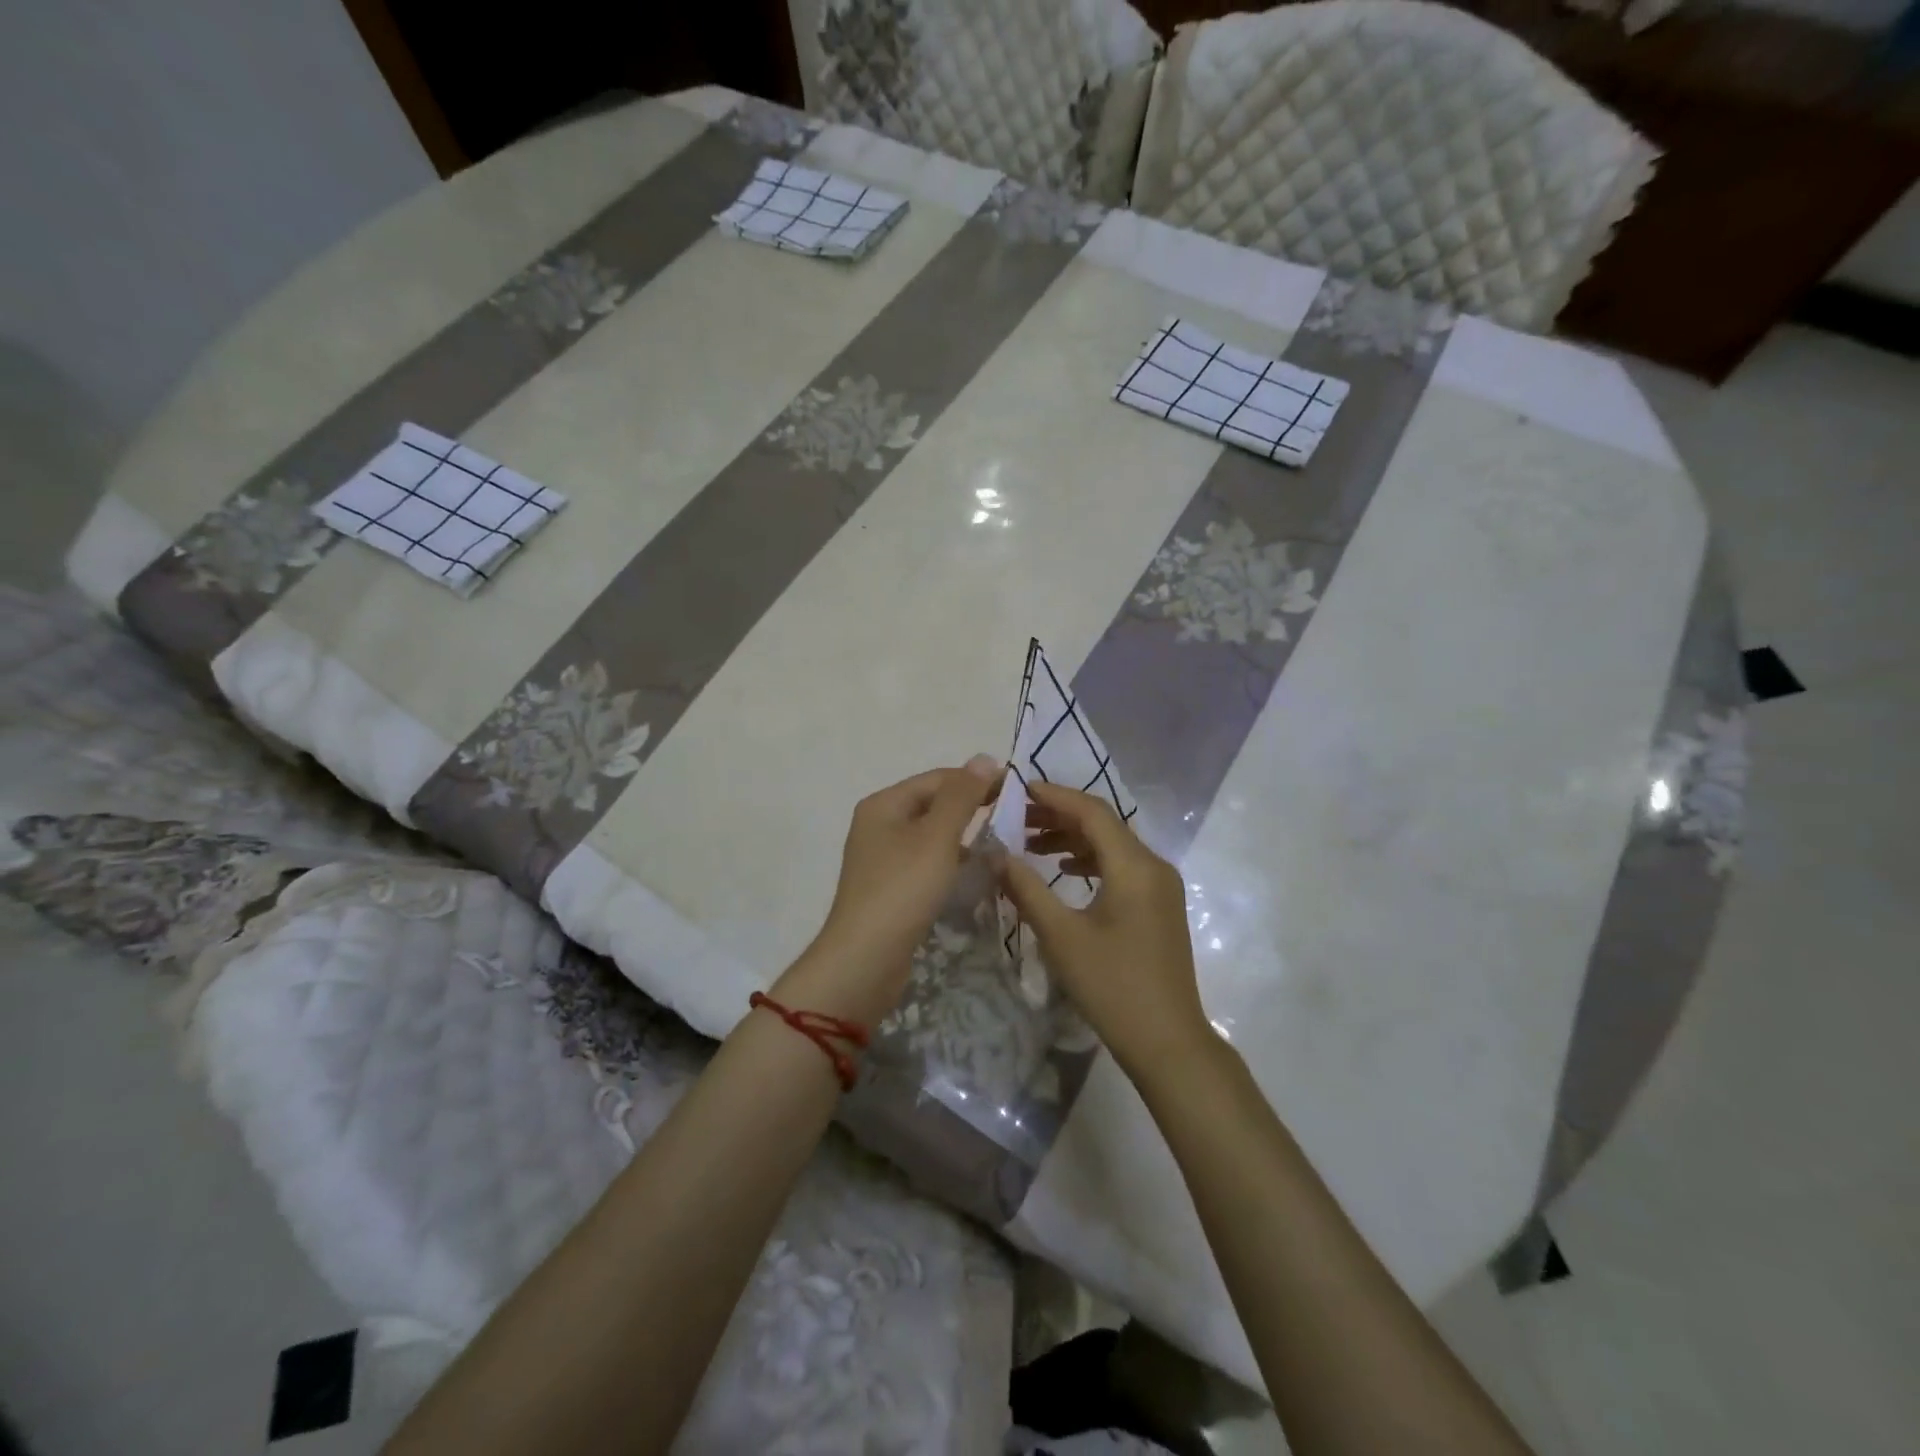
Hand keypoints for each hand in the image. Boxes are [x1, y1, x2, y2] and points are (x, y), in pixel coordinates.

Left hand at [782, 755, 1000, 1021]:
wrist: (866, 958)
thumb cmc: (902, 889)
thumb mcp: (937, 837)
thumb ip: (962, 796)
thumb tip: (984, 757)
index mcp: (884, 804)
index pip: (937, 778)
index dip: (975, 780)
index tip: (1015, 790)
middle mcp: (879, 824)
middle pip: (932, 804)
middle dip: (971, 808)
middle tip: (1013, 816)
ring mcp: (882, 858)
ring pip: (931, 835)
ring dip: (963, 836)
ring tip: (1000, 842)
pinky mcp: (890, 887)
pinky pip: (926, 862)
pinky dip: (950, 861)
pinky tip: (974, 871)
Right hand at [1000, 781, 1212, 1074]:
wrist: (1168, 1042)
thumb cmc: (1112, 986)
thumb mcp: (1061, 935)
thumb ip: (1026, 888)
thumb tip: (996, 854)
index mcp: (1134, 866)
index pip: (1092, 811)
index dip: (1053, 795)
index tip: (1017, 788)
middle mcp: (1153, 865)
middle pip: (1103, 824)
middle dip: (1058, 816)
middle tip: (1015, 816)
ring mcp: (1160, 886)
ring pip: (1112, 846)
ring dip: (1072, 839)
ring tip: (1030, 842)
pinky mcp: (1159, 905)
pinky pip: (1121, 867)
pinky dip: (1089, 861)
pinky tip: (1063, 872)